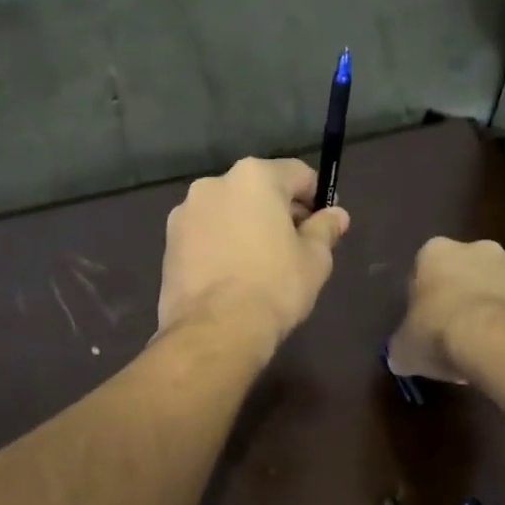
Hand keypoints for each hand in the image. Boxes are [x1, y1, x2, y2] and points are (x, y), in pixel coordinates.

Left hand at [159, 158, 349, 352]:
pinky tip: (232, 275)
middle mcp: (214, 184)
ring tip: (259, 265)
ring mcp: (186, 212)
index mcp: (254, 177)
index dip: (316, 197)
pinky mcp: (169, 242)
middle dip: (278, 212)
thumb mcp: (314, 259)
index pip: (297, 174)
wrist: (215, 330)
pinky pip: (205, 234)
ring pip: (228, 212)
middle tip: (294, 246)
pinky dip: (221, 245)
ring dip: (245, 227)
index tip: (323, 224)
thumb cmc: (274, 287)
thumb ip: (325, 229)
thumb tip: (336, 215)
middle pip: (258, 190)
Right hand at [388, 238, 504, 382]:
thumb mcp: (405, 348)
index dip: (425, 297)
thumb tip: (401, 357)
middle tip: (456, 331)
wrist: (499, 341)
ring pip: (500, 286)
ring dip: (494, 307)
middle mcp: (479, 249)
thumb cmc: (439, 333)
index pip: (425, 268)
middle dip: (463, 295)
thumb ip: (402, 346)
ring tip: (487, 345)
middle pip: (466, 271)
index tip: (426, 322)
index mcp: (436, 253)